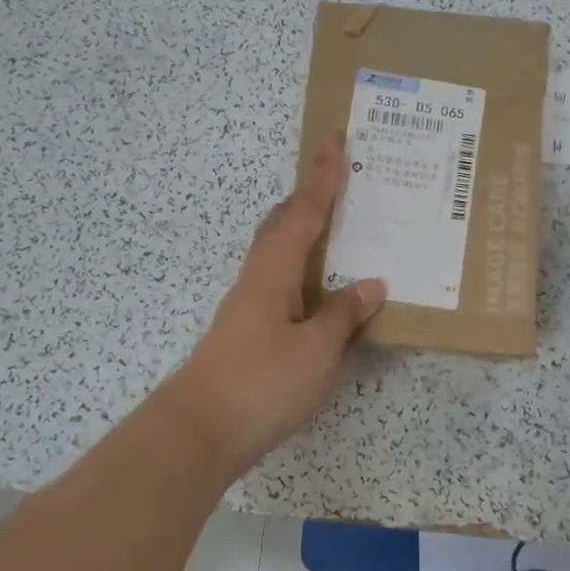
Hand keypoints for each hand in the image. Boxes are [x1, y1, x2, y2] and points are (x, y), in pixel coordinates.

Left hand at [161, 132, 386, 476]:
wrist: (199, 432)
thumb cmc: (261, 385)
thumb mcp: (317, 352)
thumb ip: (344, 315)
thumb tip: (370, 284)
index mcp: (275, 271)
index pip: (305, 211)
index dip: (323, 175)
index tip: (335, 138)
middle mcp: (258, 277)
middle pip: (283, 222)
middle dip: (310, 195)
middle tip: (340, 178)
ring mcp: (249, 303)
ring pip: (279, 250)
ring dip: (305, 229)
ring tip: (338, 226)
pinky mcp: (248, 328)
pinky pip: (282, 279)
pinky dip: (303, 266)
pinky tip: (320, 287)